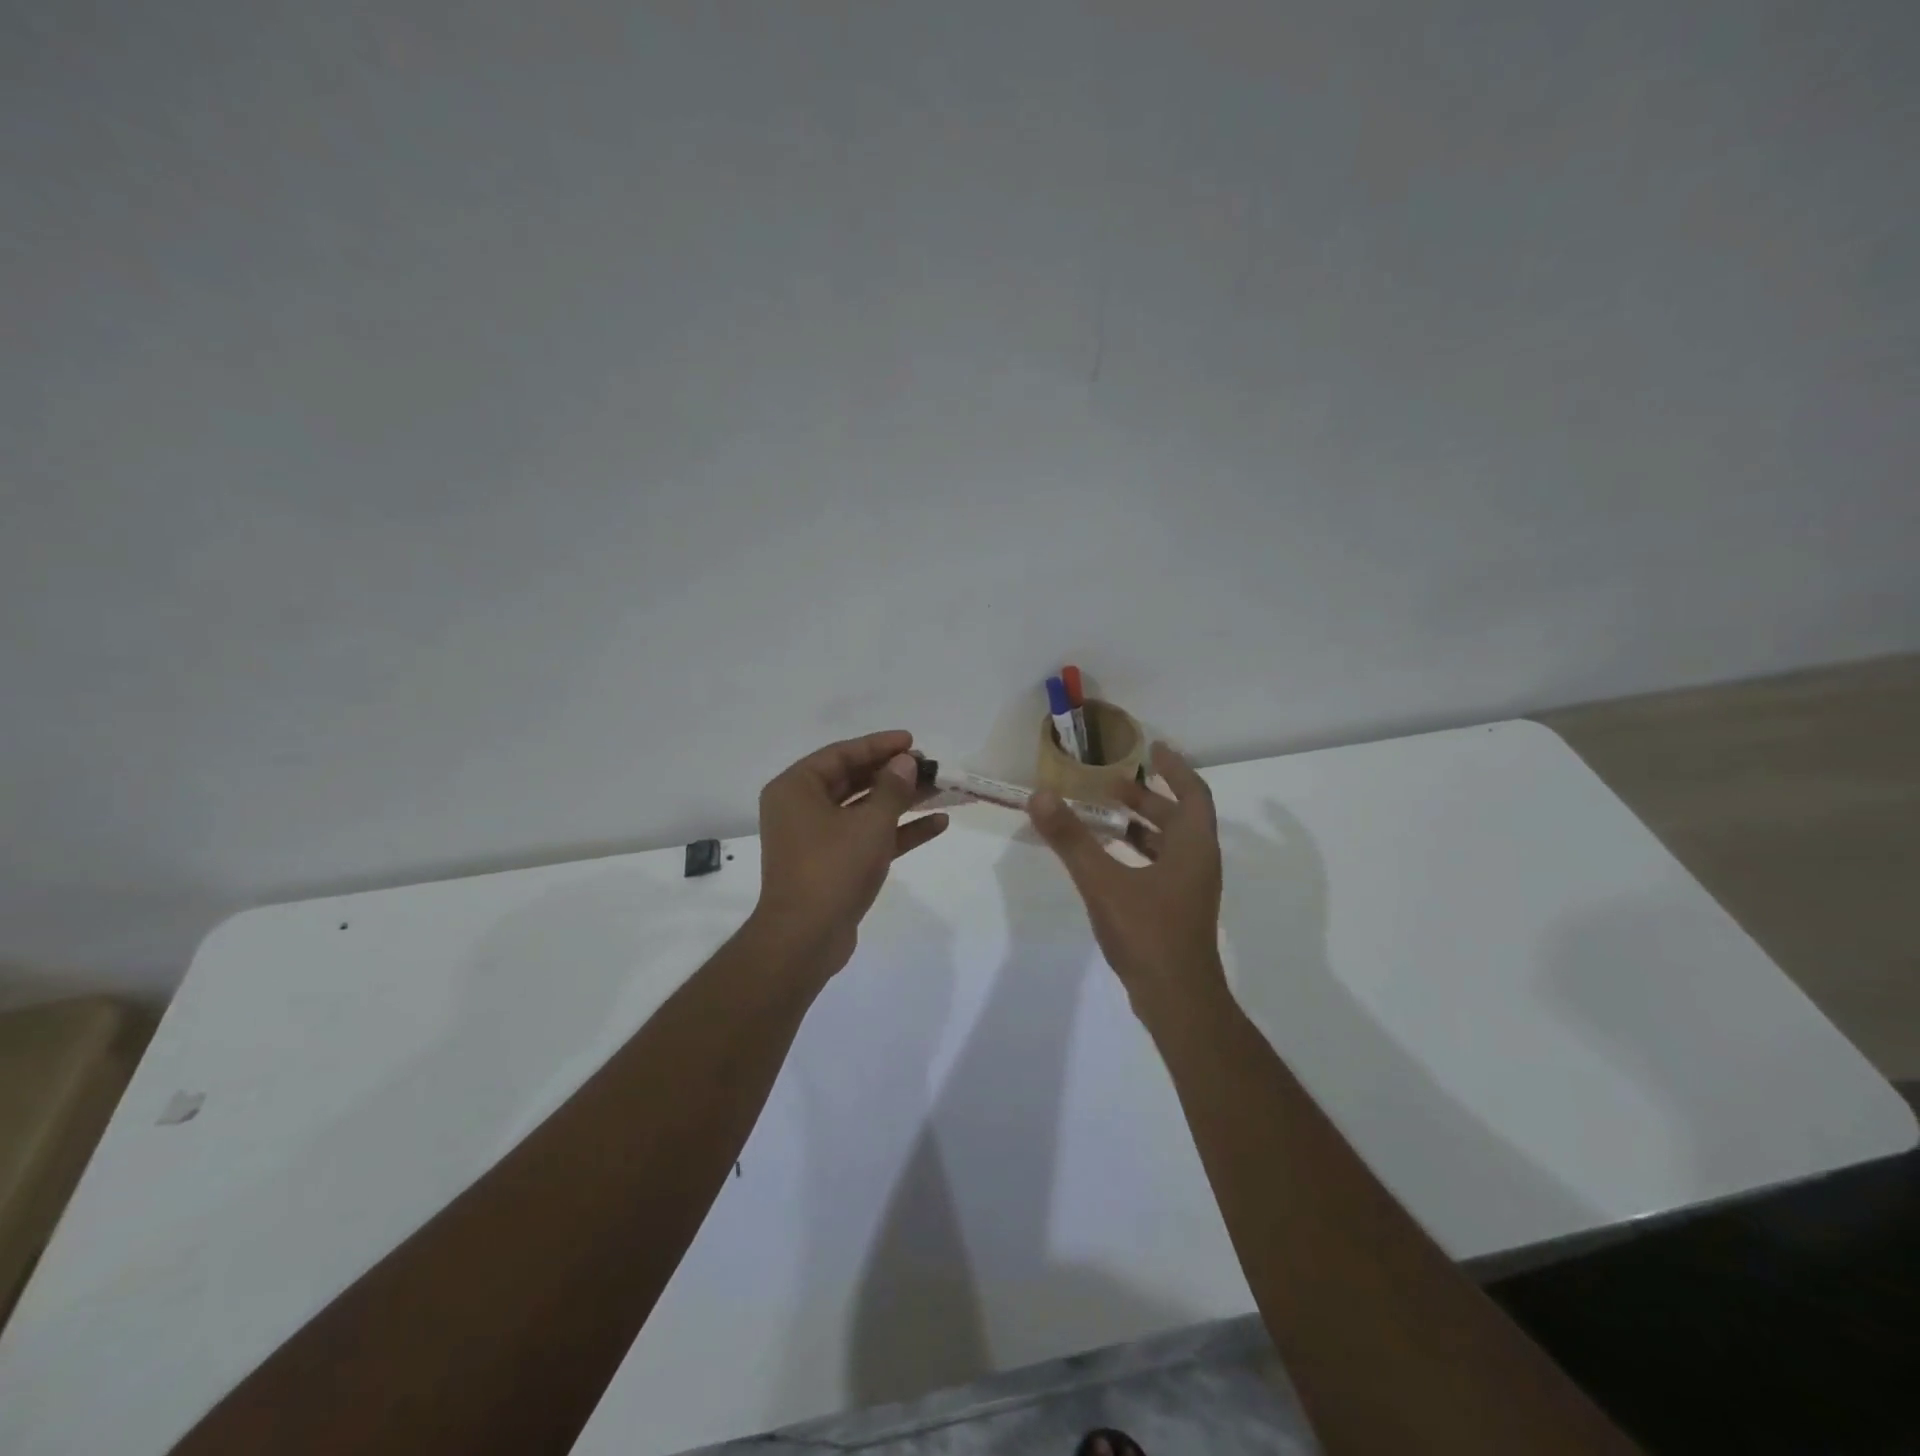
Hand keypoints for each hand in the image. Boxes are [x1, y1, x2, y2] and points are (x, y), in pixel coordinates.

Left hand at [751, 730, 948, 973]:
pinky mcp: (834, 864)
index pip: (841, 754)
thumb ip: (892, 788)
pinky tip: (937, 824)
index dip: (879, 745)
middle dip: (894, 773)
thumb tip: (906, 762)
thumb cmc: (832, 867)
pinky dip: (898, 831)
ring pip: (864, 809)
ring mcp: (817, 838)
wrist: (805, 938)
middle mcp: (802, 808)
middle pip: (854, 780)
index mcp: (796, 788)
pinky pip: (868, 837)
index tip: (912, 741)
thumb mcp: (869, 823)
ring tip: (940, 789)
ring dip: (901, 801)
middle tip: (928, 766)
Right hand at [1027, 742, 1225, 1012]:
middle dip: (1147, 796)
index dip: (1175, 767)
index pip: (1193, 792)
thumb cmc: (1147, 933)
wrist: (1177, 999)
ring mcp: (1191, 889)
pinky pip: (1163, 865)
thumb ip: (1071, 839)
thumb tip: (1040, 796)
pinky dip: (1139, 852)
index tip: (1152, 748)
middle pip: (1179, 816)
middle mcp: (1199, 862)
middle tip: (1110, 784)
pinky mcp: (1178, 910)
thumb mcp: (1103, 882)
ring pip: (1170, 843)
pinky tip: (1109, 860)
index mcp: (1193, 846)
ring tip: (1105, 815)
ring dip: (1142, 825)